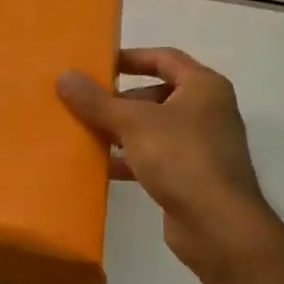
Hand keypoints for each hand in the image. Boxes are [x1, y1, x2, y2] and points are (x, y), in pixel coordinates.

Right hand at [57, 49, 279, 265]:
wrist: (218, 225)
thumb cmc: (181, 158)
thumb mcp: (132, 122)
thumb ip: (96, 100)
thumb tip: (64, 75)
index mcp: (204, 87)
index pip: (164, 58)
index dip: (131, 58)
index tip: (98, 64)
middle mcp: (208, 111)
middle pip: (156, 93)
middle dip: (120, 98)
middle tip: (85, 102)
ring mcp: (202, 146)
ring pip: (153, 128)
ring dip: (121, 129)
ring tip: (86, 131)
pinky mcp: (192, 176)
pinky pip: (155, 157)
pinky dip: (130, 158)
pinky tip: (101, 165)